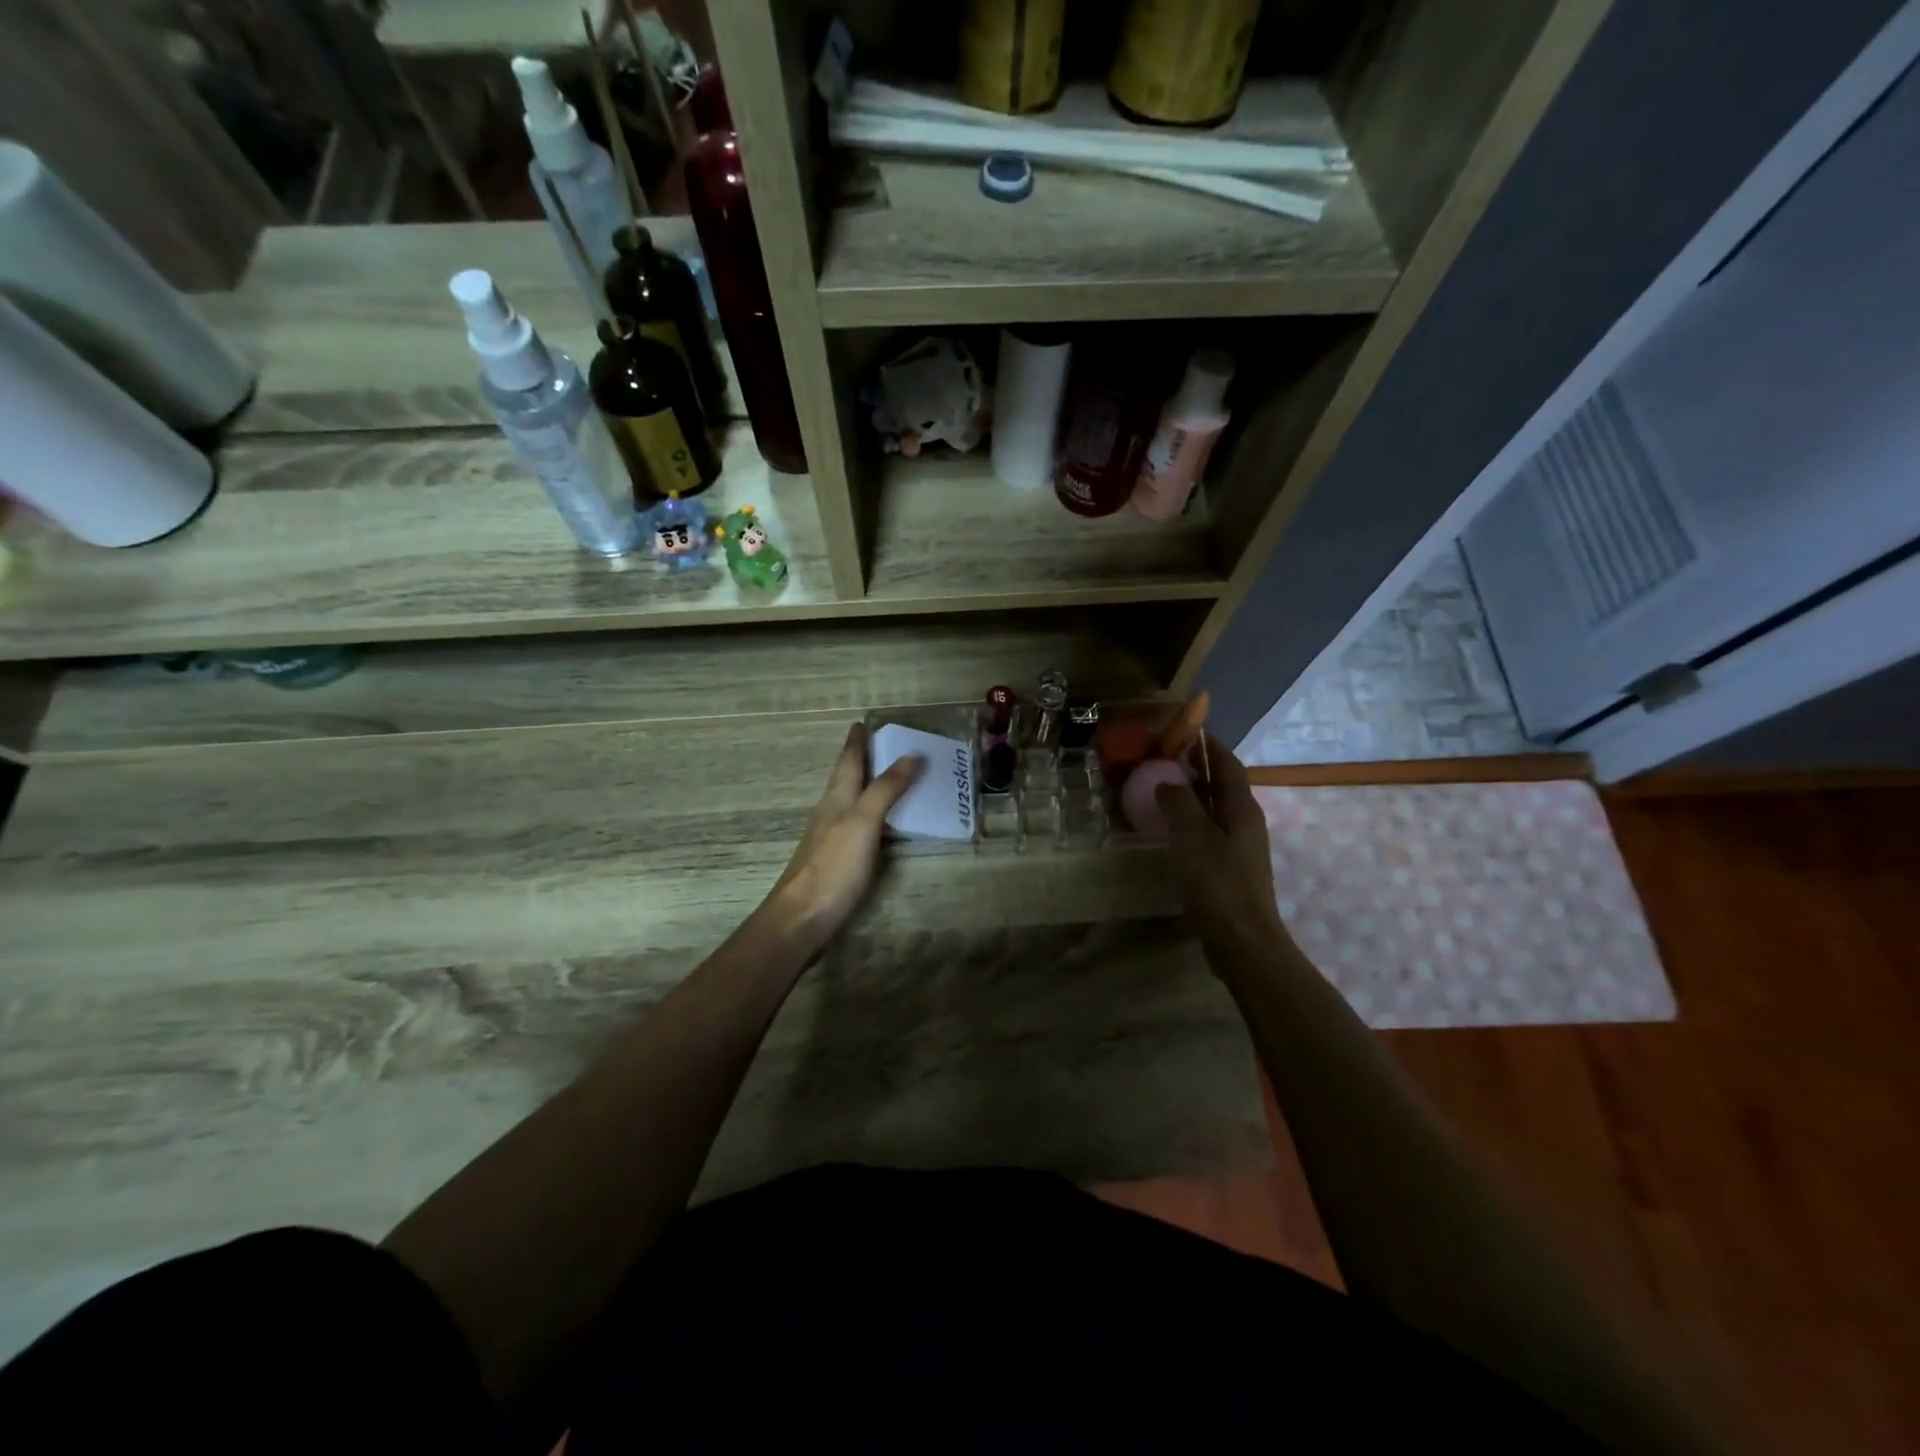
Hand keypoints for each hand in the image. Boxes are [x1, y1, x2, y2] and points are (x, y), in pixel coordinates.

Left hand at [765, 722, 922, 953]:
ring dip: (868, 786)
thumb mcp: (863, 821)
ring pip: (851, 802)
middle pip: (847, 778)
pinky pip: (858, 826)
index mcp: (836, 798)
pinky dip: (872, 815)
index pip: (847, 761)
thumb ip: (886, 789)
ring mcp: (831, 838)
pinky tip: (883, 824)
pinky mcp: (836, 861)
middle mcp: (831, 812)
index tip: (863, 722)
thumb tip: (911, 755)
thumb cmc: (834, 865)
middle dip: (863, 760)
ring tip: (891, 778)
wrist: (802, 917)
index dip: (856, 741)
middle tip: (885, 745)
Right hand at [1154, 735, 1287, 946]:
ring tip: (1159, 788)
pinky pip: (1207, 832)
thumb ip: (1178, 801)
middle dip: (1196, 767)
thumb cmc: (1217, 881)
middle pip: (1221, 784)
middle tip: (1162, 757)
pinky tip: (1168, 830)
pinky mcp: (1229, 869)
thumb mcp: (1191, 835)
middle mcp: (1244, 821)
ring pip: (1213, 809)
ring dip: (1190, 795)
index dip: (1209, 744)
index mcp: (1241, 807)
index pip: (1227, 763)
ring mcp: (1239, 847)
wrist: (1241, 940)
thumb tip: (1168, 781)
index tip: (1186, 728)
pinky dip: (1188, 821)